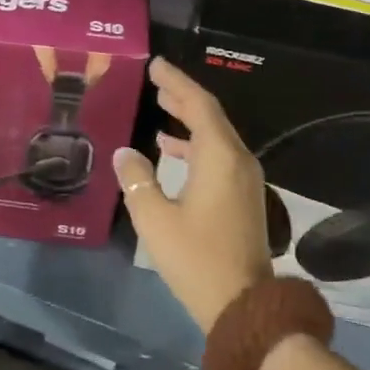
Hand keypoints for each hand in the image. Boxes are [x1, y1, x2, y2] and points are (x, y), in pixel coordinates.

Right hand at [115, 58, 272, 334]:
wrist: (243, 306)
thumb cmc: (196, 258)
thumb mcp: (154, 218)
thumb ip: (136, 180)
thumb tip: (125, 153)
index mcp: (219, 157)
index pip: (198, 105)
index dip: (176, 82)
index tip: (156, 64)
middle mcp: (238, 160)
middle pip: (210, 116)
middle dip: (182, 96)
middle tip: (155, 80)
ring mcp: (244, 180)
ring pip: (215, 137)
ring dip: (188, 121)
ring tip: (159, 109)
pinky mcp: (242, 198)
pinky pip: (218, 156)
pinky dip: (194, 145)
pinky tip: (169, 151)